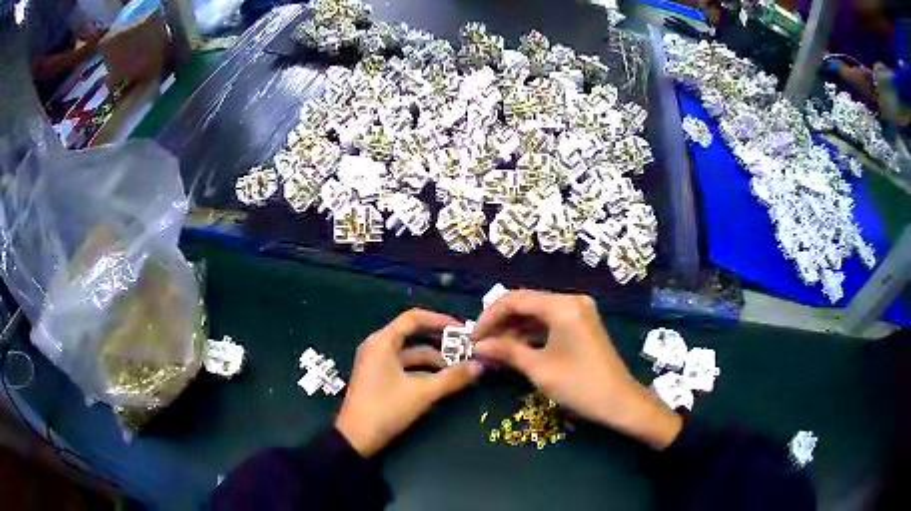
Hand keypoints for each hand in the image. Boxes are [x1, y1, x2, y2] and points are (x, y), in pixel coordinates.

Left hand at [336, 309, 483, 456]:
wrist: (355, 439)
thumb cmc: (386, 409)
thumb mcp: (422, 393)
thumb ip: (452, 378)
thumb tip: (480, 365)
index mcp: (383, 342)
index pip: (413, 318)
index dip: (439, 320)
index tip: (462, 329)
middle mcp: (378, 347)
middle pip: (413, 336)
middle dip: (440, 343)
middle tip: (465, 349)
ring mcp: (376, 363)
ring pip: (410, 354)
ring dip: (433, 361)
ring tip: (458, 370)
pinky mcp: (378, 378)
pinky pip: (404, 367)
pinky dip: (422, 371)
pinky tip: (441, 382)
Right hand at [472, 290, 681, 449]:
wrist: (619, 402)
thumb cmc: (579, 385)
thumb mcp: (538, 368)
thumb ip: (506, 351)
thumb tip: (478, 346)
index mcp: (562, 305)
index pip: (515, 299)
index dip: (489, 317)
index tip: (472, 338)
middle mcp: (571, 301)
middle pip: (526, 303)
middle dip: (500, 322)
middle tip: (480, 344)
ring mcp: (579, 312)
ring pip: (537, 313)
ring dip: (514, 329)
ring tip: (493, 349)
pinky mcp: (582, 324)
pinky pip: (550, 322)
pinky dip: (531, 334)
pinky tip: (515, 349)